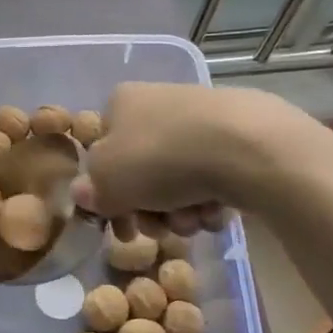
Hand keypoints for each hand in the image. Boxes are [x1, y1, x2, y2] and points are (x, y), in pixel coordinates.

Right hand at [71, 83, 332, 229]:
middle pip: (141, 172)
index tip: (120, 227)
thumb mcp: (107, 181)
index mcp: (121, 103)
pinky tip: (218, 209)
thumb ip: (91, 190)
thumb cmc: (160, 158)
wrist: (246, 148)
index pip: (102, 153)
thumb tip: (85, 193)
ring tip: (193, 218)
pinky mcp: (238, 137)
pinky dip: (210, 200)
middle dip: (148, 210)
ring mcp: (200, 119)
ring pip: (176, 181)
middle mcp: (158, 103)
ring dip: (179, 211)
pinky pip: (212, 179)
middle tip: (157, 229)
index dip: (107, 196)